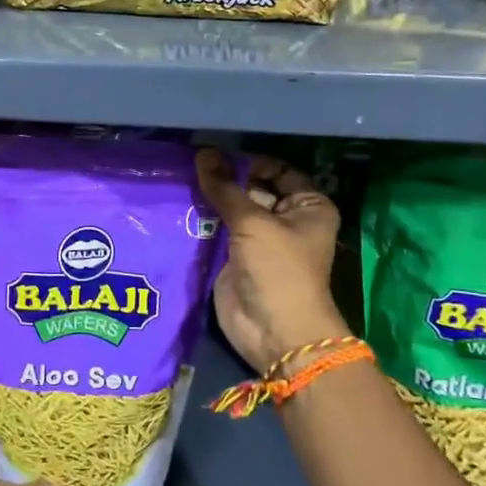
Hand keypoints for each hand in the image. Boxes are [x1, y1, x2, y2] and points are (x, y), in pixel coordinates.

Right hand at [195, 148, 352, 374]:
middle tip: (188, 163)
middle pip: (252, 188)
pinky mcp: (236, 257)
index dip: (247, 161)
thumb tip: (203, 154)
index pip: (276, 169)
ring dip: (210, 199)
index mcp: (308, 206)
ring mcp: (260, 239)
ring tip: (178, 178)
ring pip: (232, 209)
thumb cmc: (278, 270)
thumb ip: (225, 189)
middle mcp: (287, 219)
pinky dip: (201, 220)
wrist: (275, 332)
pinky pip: (218, 231)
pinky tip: (178, 203)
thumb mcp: (253, 223)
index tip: (214, 154)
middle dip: (224, 178)